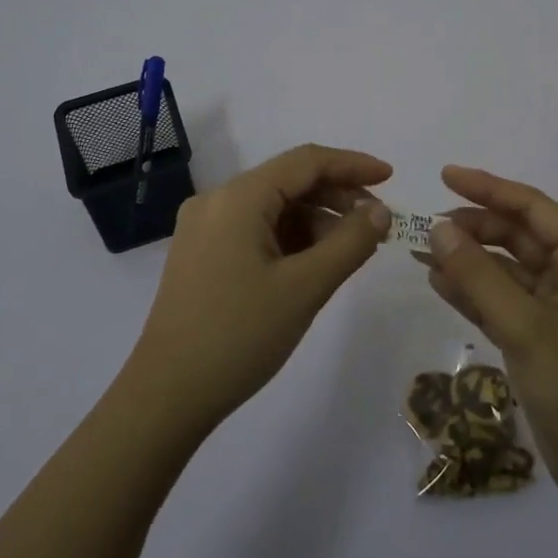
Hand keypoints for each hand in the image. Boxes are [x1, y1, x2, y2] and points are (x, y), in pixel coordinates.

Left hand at [126, 144, 392, 433]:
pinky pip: (256, 229)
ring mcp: (205, 228)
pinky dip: (290, 238)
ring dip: (315, 220)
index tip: (391, 179)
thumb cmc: (239, 336)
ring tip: (350, 250)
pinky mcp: (201, 254)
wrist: (166, 396)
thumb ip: (350, 242)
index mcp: (238, 197)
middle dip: (337, 196)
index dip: (352, 165)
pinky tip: (314, 263)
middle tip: (376, 225)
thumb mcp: (305, 288)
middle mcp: (217, 201)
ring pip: (273, 207)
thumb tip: (380, 211)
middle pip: (288, 181)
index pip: (306, 161)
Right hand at [421, 165, 557, 505]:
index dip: (489, 188)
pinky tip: (438, 284)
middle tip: (426, 227)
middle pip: (517, 235)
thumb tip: (437, 227)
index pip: (532, 208)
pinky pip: (500, 301)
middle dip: (474, 227)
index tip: (445, 176)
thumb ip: (479, 275)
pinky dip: (471, 292)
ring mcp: (554, 309)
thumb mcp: (525, 327)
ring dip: (467, 260)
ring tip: (422, 253)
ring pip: (505, 269)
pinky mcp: (538, 338)